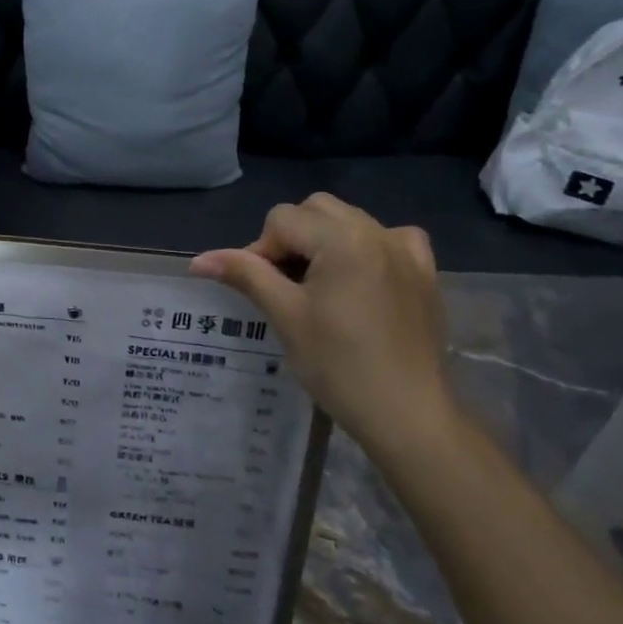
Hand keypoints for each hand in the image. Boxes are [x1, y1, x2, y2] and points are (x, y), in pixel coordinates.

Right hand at [190, 194, 464, 468]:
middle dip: (290, 238)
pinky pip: (387, 238)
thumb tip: (198, 260)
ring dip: (323, 240)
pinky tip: (359, 278)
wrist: (407, 414)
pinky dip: (365, 247)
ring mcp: (405, 249)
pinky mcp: (424, 271)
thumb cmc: (339, 366)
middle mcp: (377, 231)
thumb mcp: (285, 316)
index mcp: (343, 238)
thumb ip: (246, 275)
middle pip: (315, 209)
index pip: (281, 219)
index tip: (261, 292)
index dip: (260, 251)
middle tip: (283, 286)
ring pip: (349, 220)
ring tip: (316, 287)